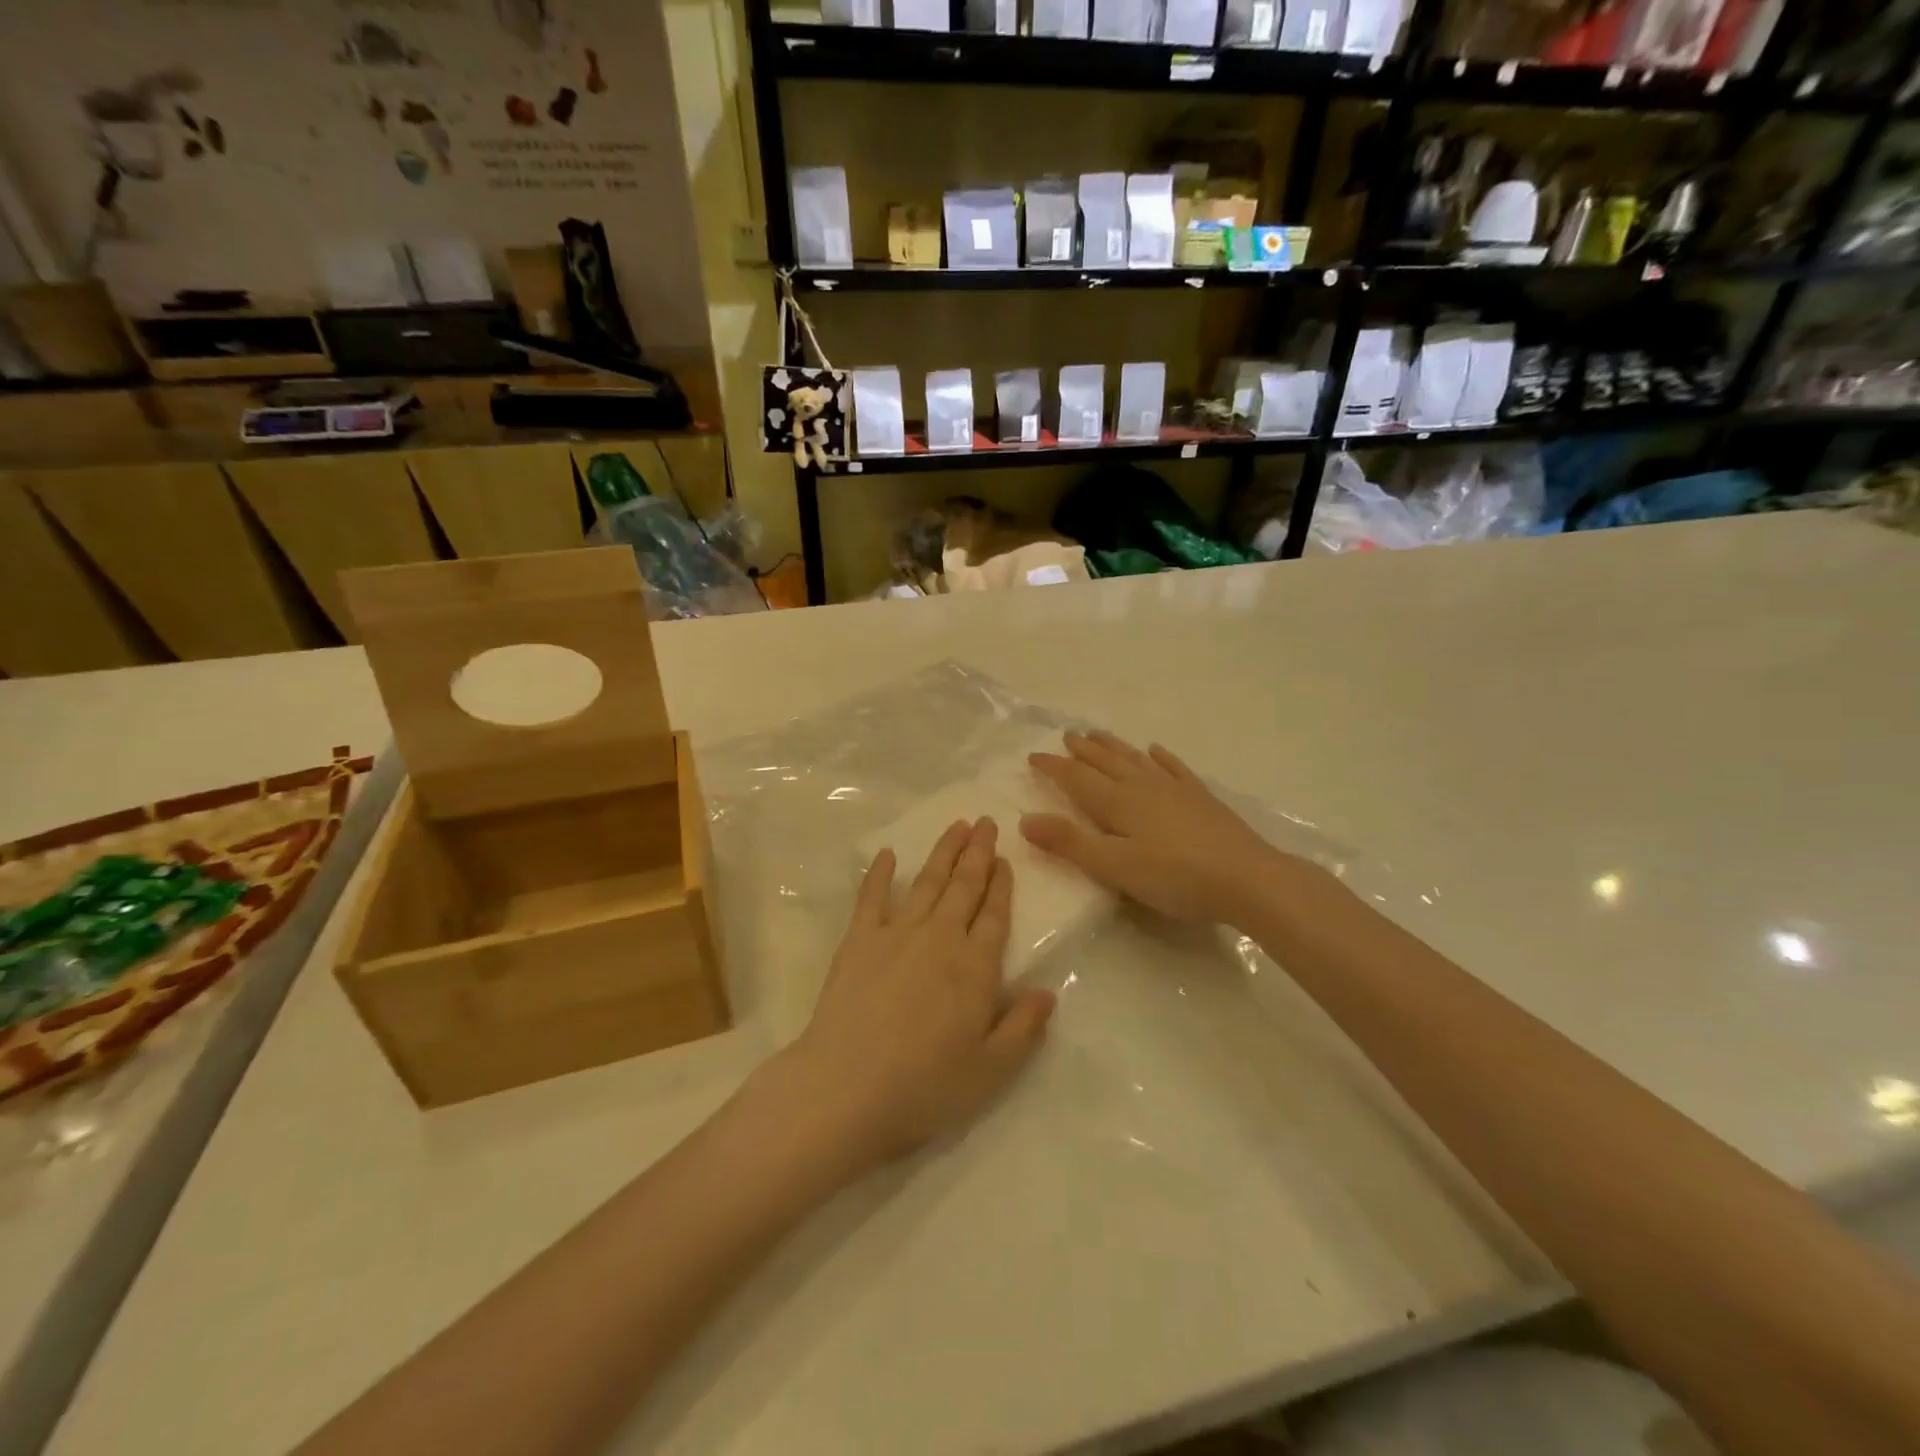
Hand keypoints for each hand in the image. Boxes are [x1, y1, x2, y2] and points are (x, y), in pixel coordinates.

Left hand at [781, 818, 1055, 1173]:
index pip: (995, 915)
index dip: (1002, 885)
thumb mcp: (991, 1070)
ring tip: (956, 826)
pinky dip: (879, 872)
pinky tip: (886, 854)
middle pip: (964, 887)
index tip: (1005, 859)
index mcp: (975, 967)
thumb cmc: (925, 1085)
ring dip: (943, 852)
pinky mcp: (859, 940)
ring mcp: (897, 934)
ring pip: (927, 882)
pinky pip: (871, 896)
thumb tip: (1048, 992)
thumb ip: (1023, 1028)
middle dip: (978, 853)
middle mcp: (940, 938)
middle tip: (986, 822)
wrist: (847, 1087)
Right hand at [1021, 730, 1288, 925]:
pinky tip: (1156, 750)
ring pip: (1136, 760)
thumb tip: (1025, 819)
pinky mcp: (1200, 798)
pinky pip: (1174, 769)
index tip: (1033, 756)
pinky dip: (1161, 758)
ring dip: (1114, 746)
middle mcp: (1143, 786)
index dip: (1053, 767)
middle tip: (1067, 735)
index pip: (1077, 778)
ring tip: (1098, 734)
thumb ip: (1070, 843)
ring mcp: (1175, 789)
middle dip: (1083, 750)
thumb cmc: (1175, 877)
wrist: (1247, 878)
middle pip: (1106, 762)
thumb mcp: (1114, 867)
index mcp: (1118, 802)